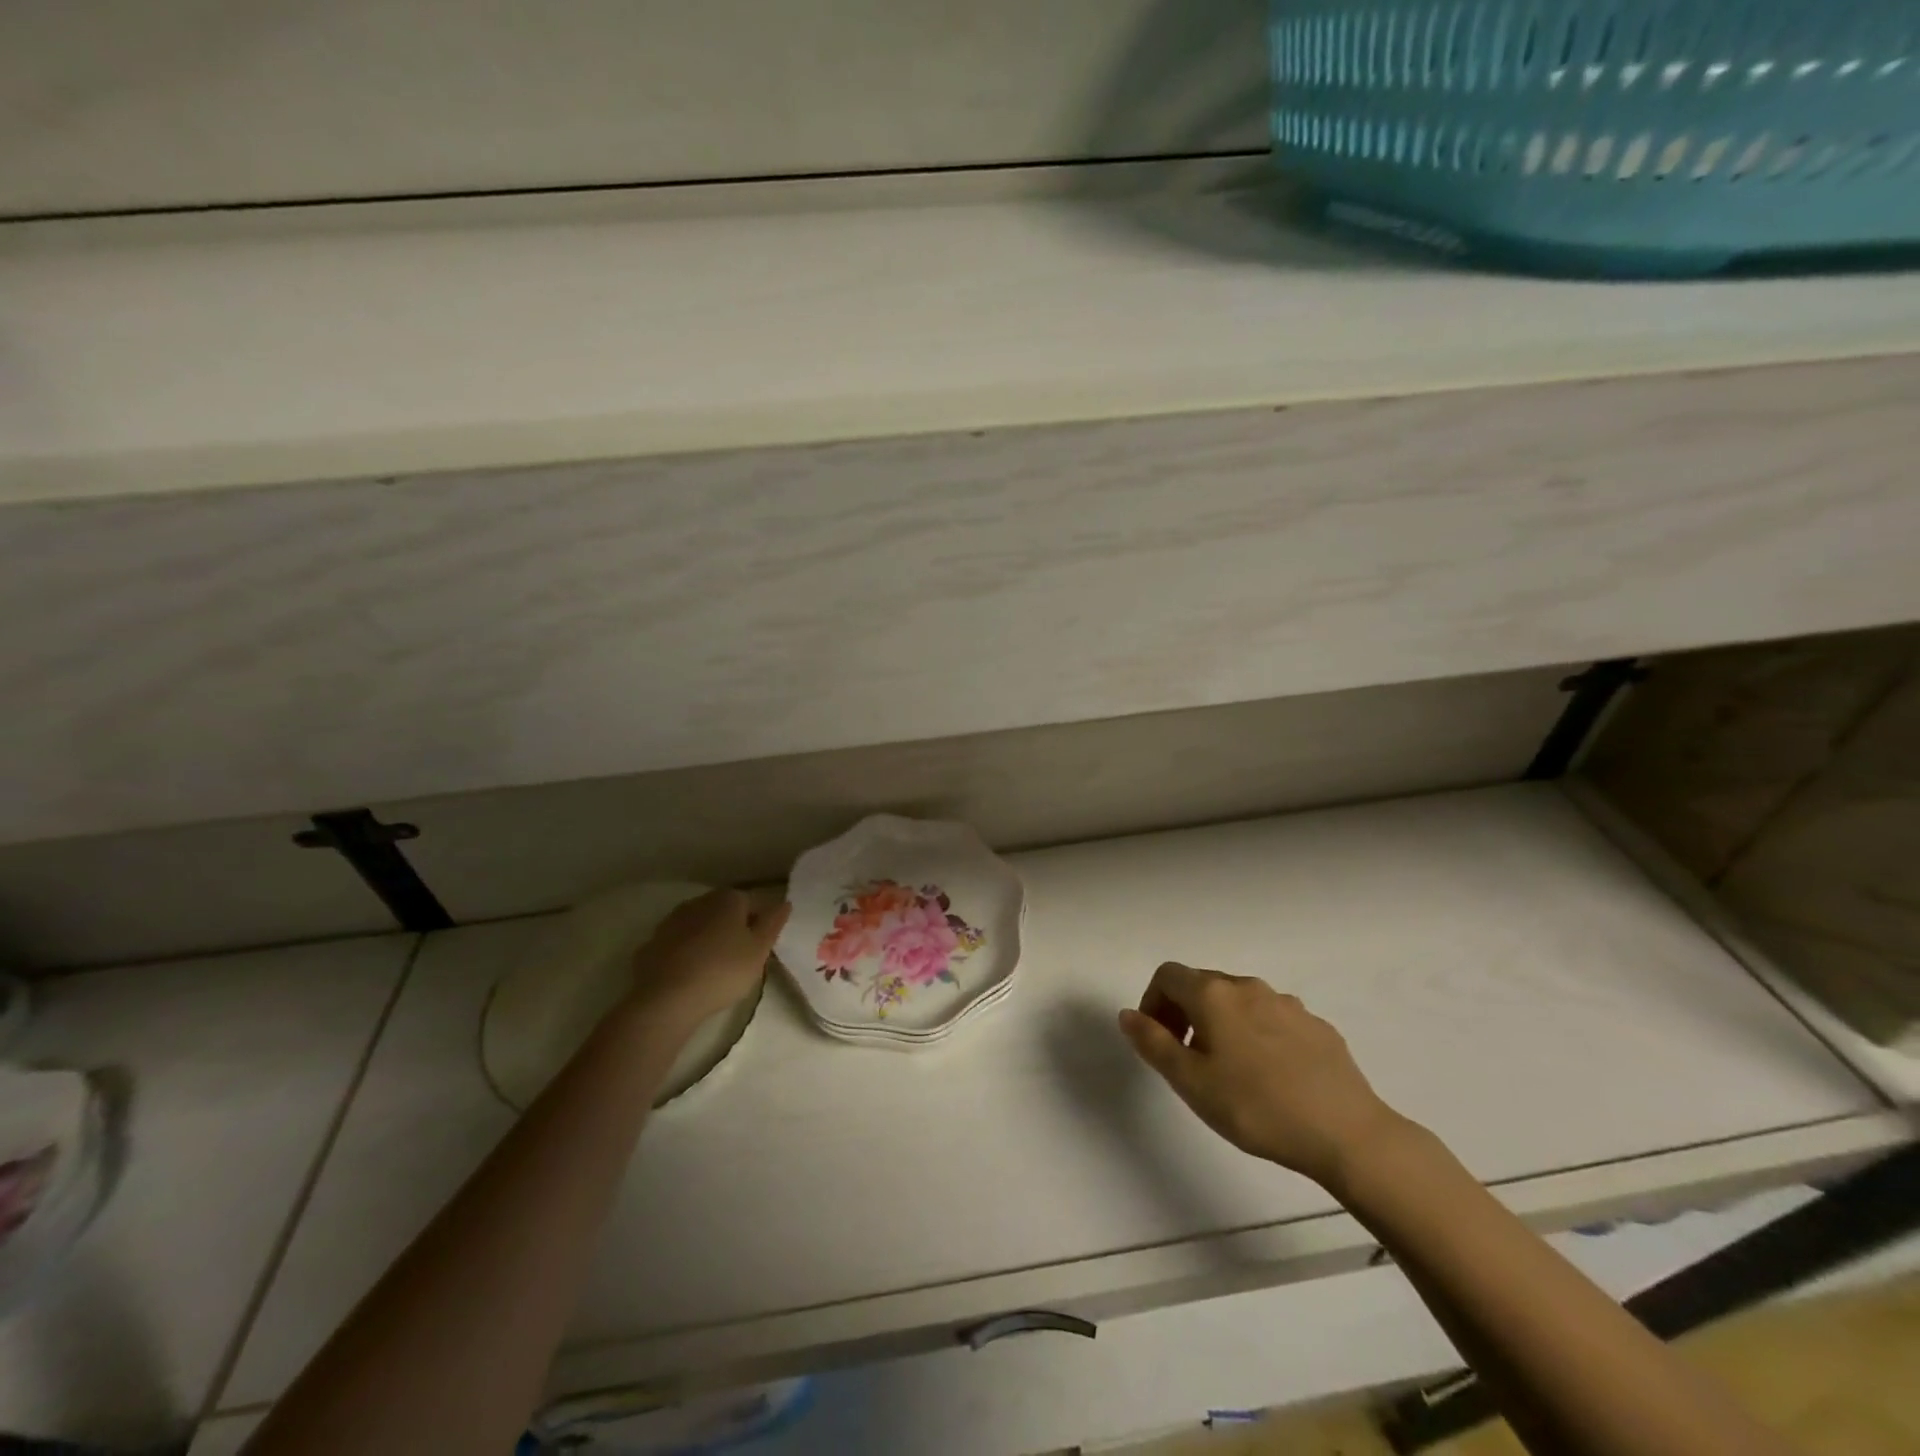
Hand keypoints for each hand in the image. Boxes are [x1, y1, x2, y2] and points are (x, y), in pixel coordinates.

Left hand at [628, 889, 789, 1032]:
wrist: (665, 998)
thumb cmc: (722, 970)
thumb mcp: (759, 950)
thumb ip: (773, 924)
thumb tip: (784, 903)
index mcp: (728, 899)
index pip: (754, 903)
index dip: (762, 923)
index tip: (763, 946)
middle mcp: (699, 901)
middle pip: (725, 912)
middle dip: (734, 929)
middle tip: (742, 958)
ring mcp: (672, 921)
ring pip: (700, 926)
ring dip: (708, 940)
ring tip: (715, 968)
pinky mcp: (651, 944)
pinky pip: (678, 945)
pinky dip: (685, 954)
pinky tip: (689, 975)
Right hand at [1119, 962, 1409, 1191]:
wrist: (1347, 1133)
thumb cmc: (1255, 1107)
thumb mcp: (1190, 1082)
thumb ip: (1153, 1043)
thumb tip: (1128, 1014)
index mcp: (1214, 994)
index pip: (1167, 975)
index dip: (1152, 1002)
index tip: (1157, 1040)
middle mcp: (1248, 987)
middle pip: (1202, 985)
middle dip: (1184, 1013)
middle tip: (1185, 1060)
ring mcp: (1287, 1004)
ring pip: (1239, 1002)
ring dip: (1221, 1024)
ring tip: (1228, 1072)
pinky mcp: (1317, 1026)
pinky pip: (1272, 1019)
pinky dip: (1257, 1036)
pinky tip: (1269, 1077)